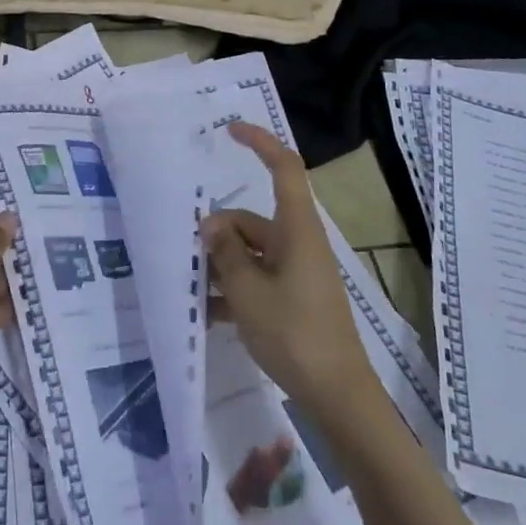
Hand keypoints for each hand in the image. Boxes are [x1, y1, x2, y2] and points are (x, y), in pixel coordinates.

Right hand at [200, 122, 378, 414]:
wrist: (337, 394)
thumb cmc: (294, 334)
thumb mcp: (248, 292)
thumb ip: (225, 254)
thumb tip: (210, 223)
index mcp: (296, 230)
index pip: (284, 169)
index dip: (260, 143)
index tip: (229, 130)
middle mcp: (298, 243)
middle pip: (251, 220)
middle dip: (218, 232)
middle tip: (188, 256)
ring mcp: (297, 272)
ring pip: (250, 252)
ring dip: (221, 265)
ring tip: (191, 288)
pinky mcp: (294, 297)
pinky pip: (257, 279)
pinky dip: (234, 290)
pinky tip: (207, 313)